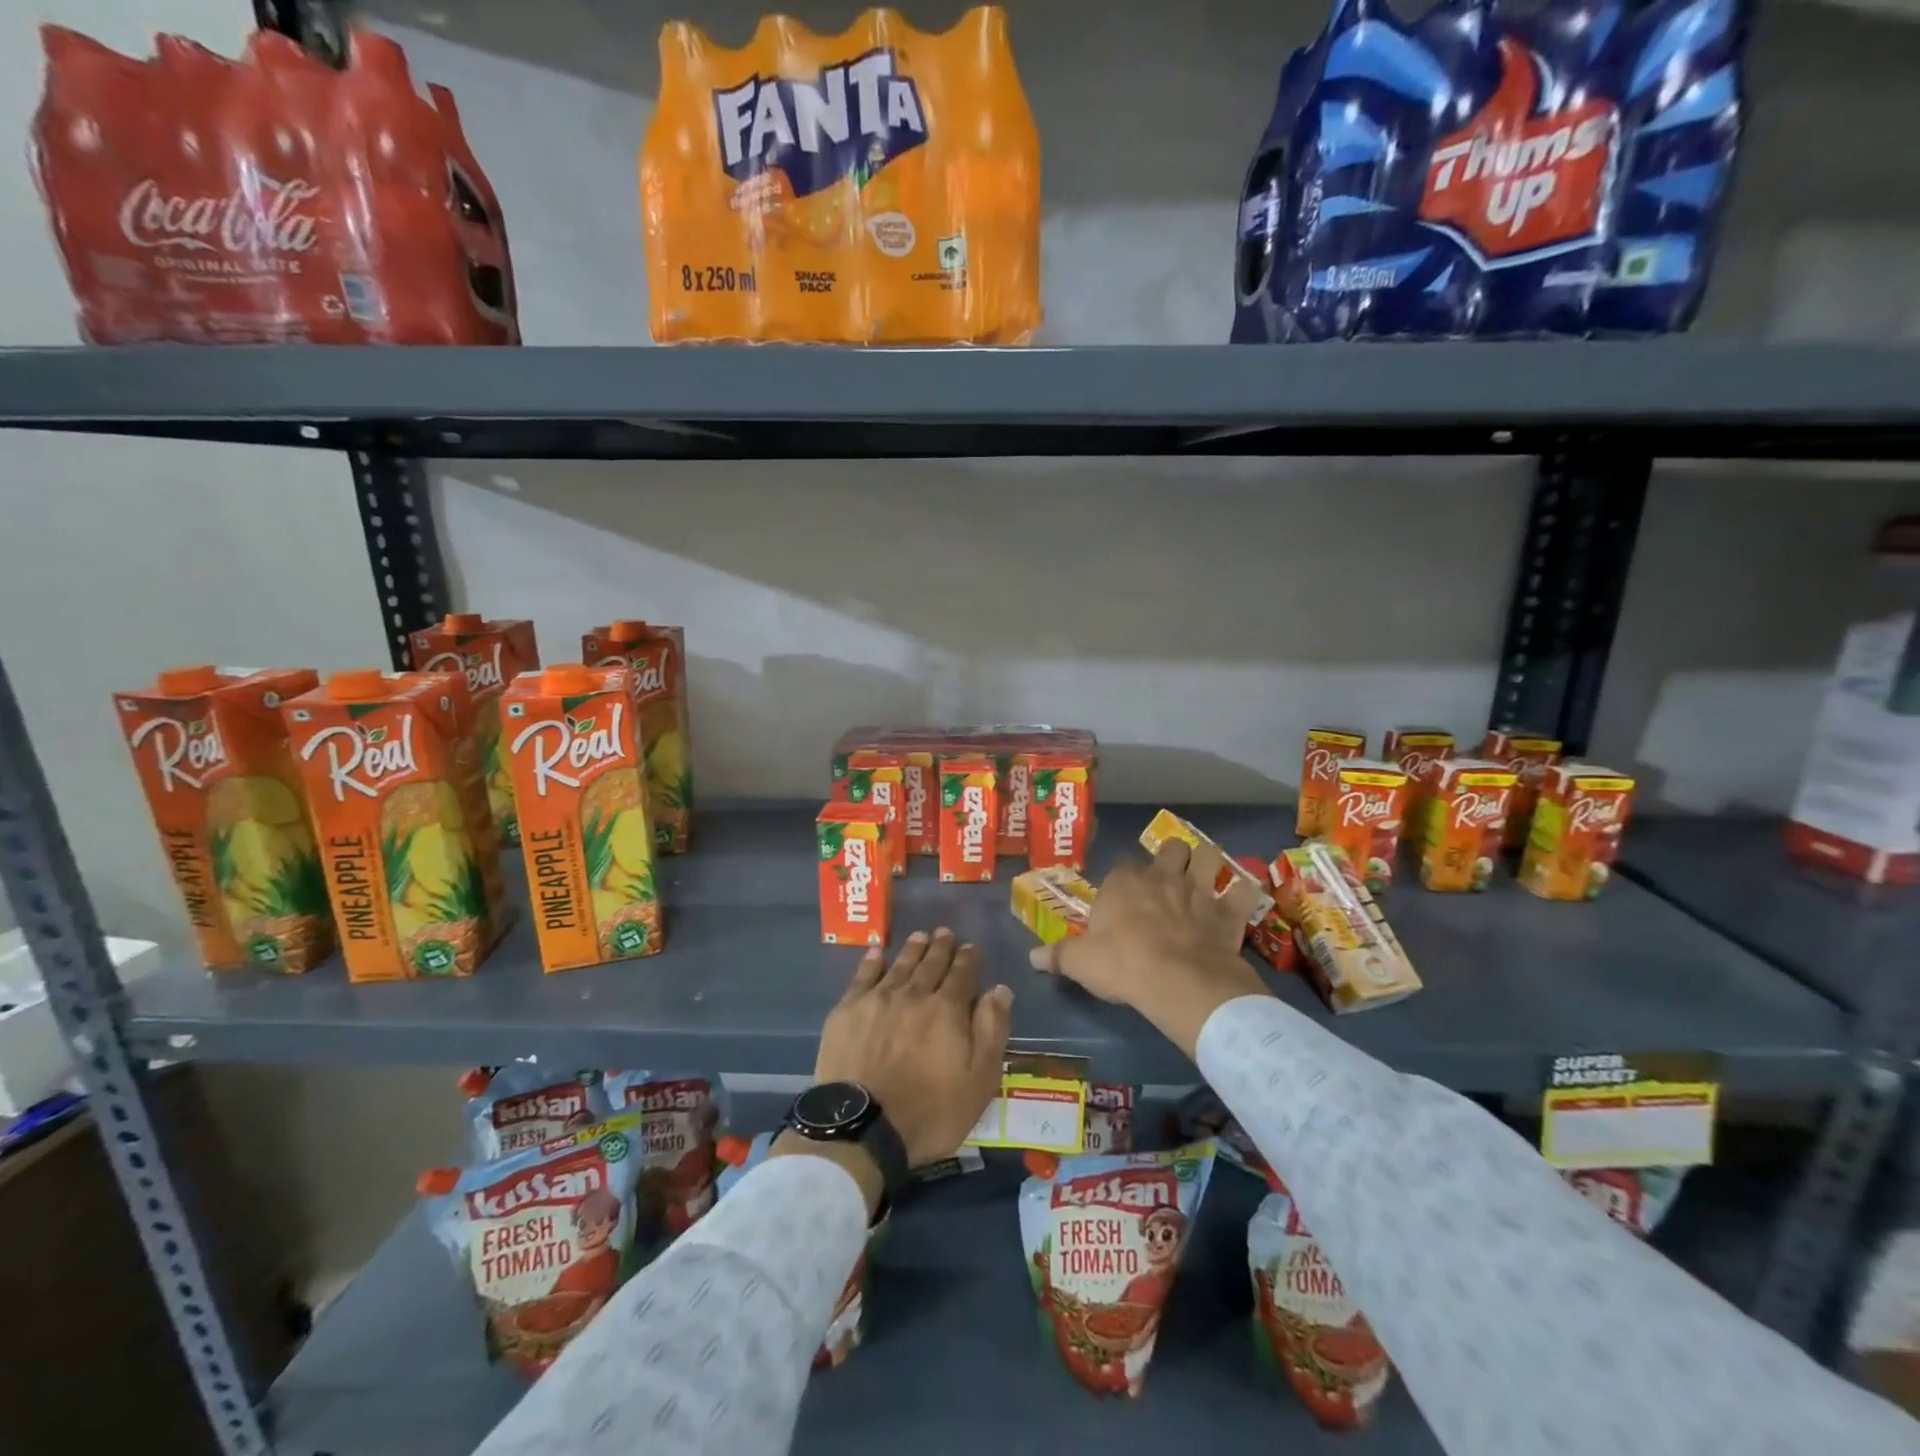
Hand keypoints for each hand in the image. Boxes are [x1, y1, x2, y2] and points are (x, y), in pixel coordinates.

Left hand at [812, 929, 1013, 1168]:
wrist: (863, 1128)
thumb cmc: (929, 1112)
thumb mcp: (978, 1081)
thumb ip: (991, 1031)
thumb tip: (999, 990)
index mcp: (947, 1010)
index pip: (962, 975)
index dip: (968, 959)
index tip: (970, 947)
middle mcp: (914, 994)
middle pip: (930, 964)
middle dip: (941, 947)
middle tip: (945, 932)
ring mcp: (878, 1000)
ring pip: (900, 965)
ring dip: (912, 949)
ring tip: (920, 935)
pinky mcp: (847, 1011)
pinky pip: (863, 976)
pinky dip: (872, 962)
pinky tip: (876, 952)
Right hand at [1031, 839, 1269, 1057]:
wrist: (1178, 981)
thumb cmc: (1123, 965)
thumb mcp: (1080, 963)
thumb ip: (1057, 956)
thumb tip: (1031, 957)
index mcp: (1123, 884)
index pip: (1121, 866)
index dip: (1123, 879)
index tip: (1121, 895)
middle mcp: (1161, 877)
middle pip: (1170, 849)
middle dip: (1171, 857)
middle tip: (1168, 876)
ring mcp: (1198, 891)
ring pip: (1208, 856)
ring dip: (1208, 863)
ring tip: (1205, 876)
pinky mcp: (1228, 912)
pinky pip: (1244, 891)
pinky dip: (1244, 893)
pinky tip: (1241, 900)